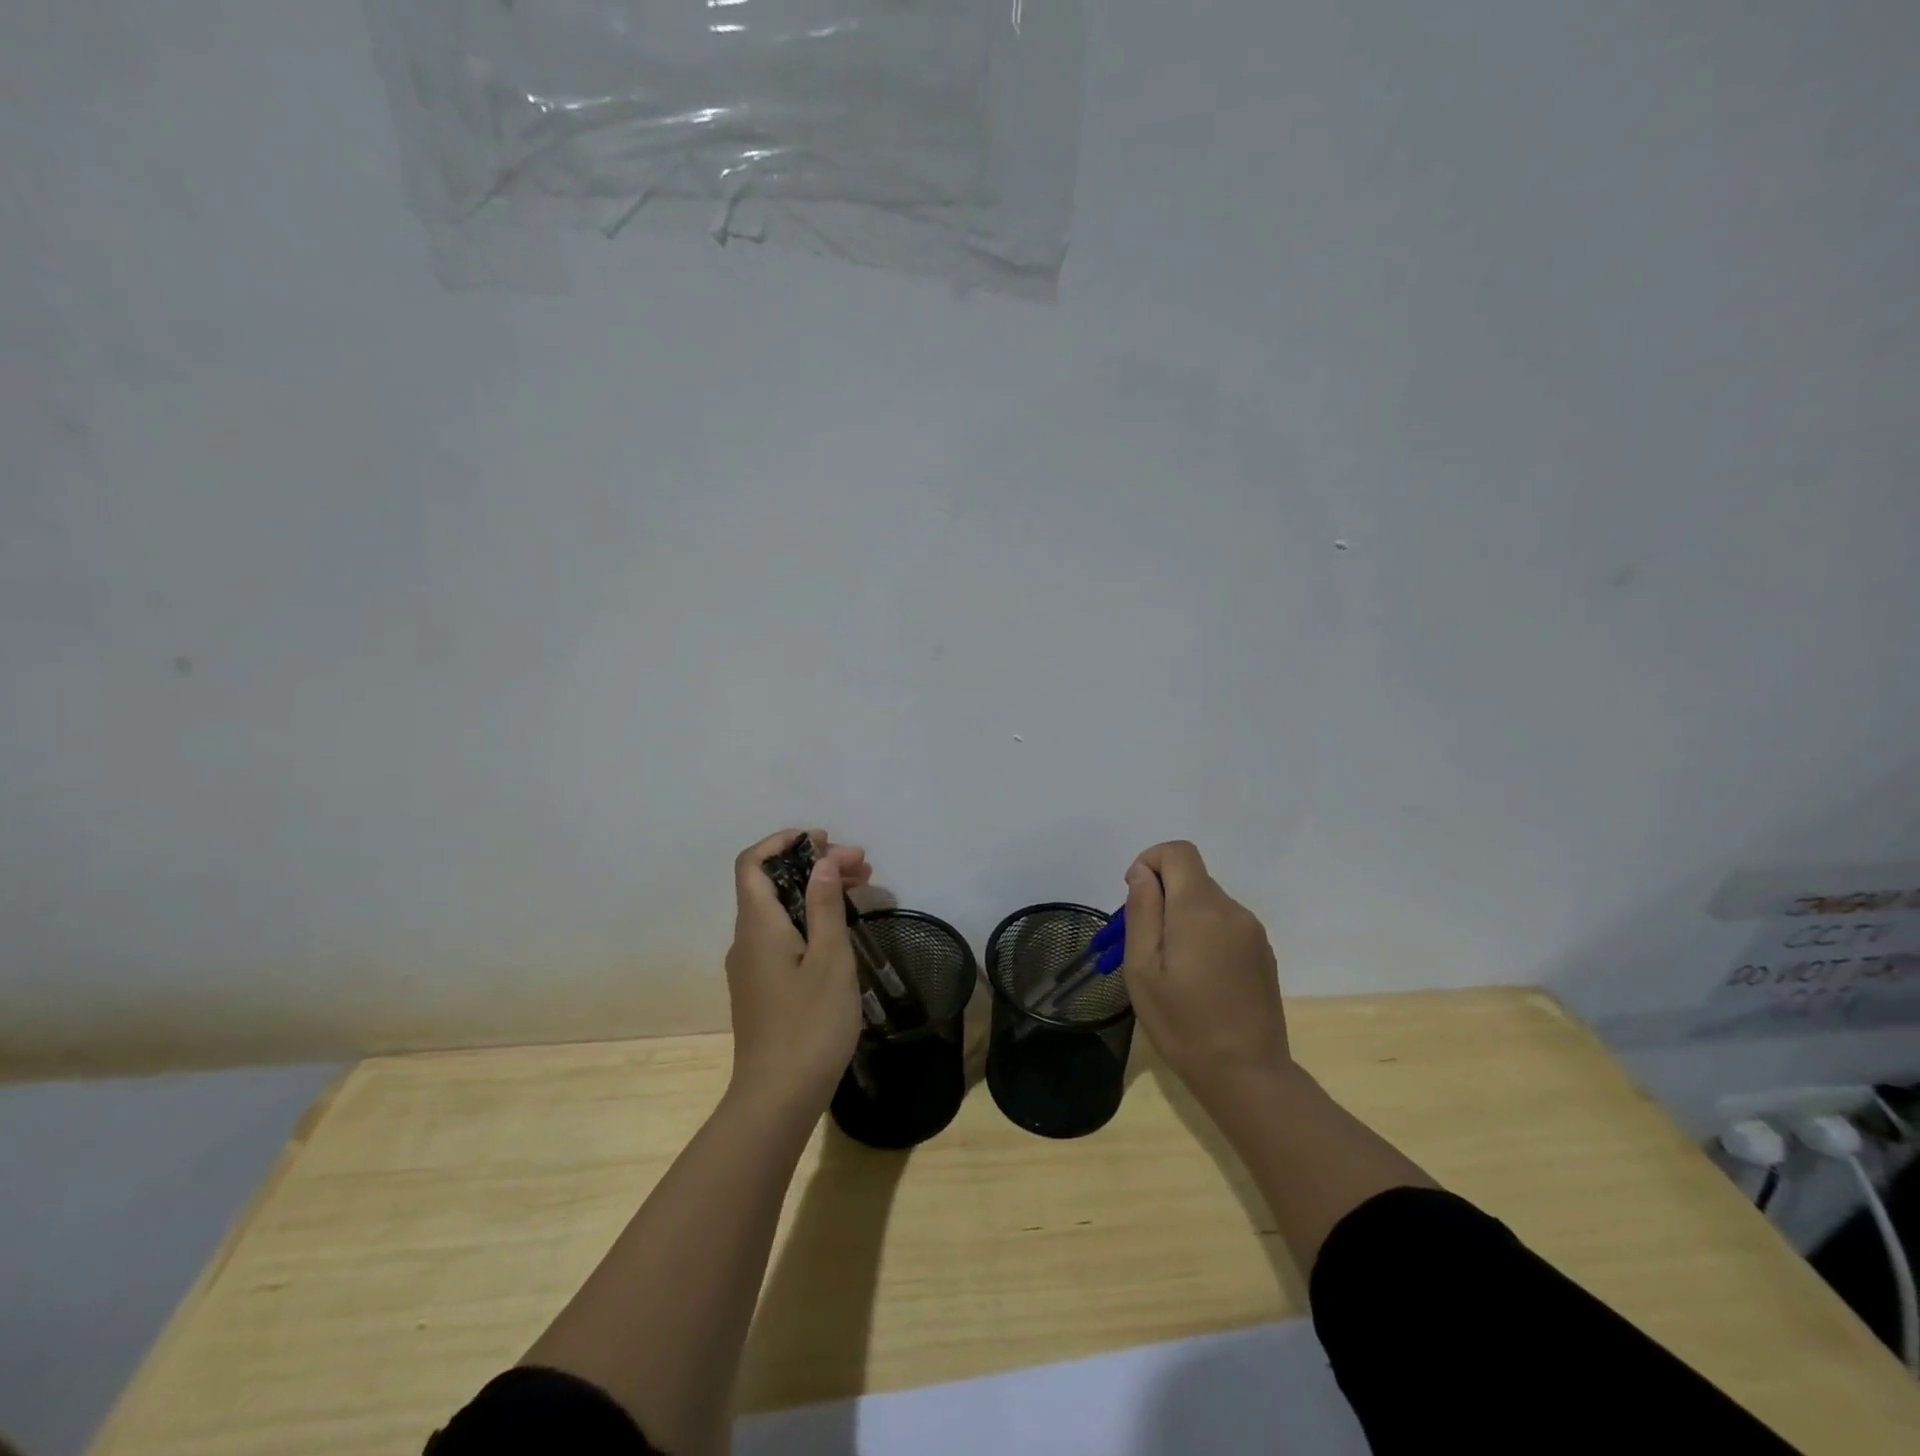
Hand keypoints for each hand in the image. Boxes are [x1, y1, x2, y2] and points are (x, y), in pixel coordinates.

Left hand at [725, 829, 870, 1111]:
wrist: (776, 1099)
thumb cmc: (810, 1025)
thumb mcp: (830, 959)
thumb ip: (824, 905)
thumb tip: (821, 861)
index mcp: (758, 925)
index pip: (753, 863)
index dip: (783, 842)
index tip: (823, 840)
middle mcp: (746, 939)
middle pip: (772, 884)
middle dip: (814, 865)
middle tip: (863, 866)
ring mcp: (751, 966)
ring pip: (780, 910)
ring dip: (816, 892)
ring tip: (862, 889)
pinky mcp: (762, 987)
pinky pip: (782, 935)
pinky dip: (810, 919)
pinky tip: (841, 929)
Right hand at [1120, 841, 1289, 1101]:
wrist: (1247, 1074)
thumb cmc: (1183, 1022)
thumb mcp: (1142, 968)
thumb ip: (1142, 911)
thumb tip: (1143, 873)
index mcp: (1200, 908)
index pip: (1178, 851)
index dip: (1150, 862)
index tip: (1135, 899)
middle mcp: (1232, 910)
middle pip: (1191, 878)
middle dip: (1161, 897)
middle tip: (1142, 944)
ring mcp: (1252, 932)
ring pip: (1207, 903)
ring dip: (1181, 919)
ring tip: (1168, 968)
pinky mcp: (1262, 954)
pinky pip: (1224, 926)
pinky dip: (1203, 935)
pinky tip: (1197, 978)